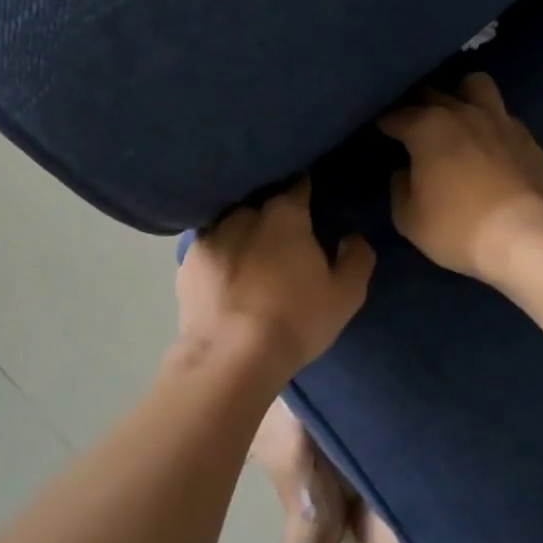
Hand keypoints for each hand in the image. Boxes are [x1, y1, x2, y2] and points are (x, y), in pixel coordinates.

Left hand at [177, 179, 374, 375]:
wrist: (231, 358)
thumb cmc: (296, 321)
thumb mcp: (345, 295)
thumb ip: (356, 258)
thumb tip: (352, 236)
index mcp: (284, 215)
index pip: (298, 185)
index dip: (306, 188)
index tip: (311, 196)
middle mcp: (243, 214)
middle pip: (262, 203)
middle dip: (272, 213)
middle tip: (283, 236)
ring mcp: (210, 236)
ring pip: (231, 223)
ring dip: (242, 232)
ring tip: (250, 254)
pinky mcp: (187, 263)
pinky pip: (210, 249)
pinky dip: (220, 256)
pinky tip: (225, 277)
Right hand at [378, 73, 542, 281]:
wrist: (529, 237)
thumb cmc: (459, 228)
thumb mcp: (410, 220)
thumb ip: (399, 189)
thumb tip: (403, 172)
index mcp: (428, 128)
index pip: (395, 114)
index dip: (383, 123)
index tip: (378, 133)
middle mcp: (462, 113)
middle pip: (432, 92)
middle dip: (416, 104)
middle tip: (409, 125)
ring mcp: (499, 120)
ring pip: (475, 85)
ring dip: (459, 95)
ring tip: (453, 117)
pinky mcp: (527, 137)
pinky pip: (501, 114)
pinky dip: (488, 121)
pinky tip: (486, 143)